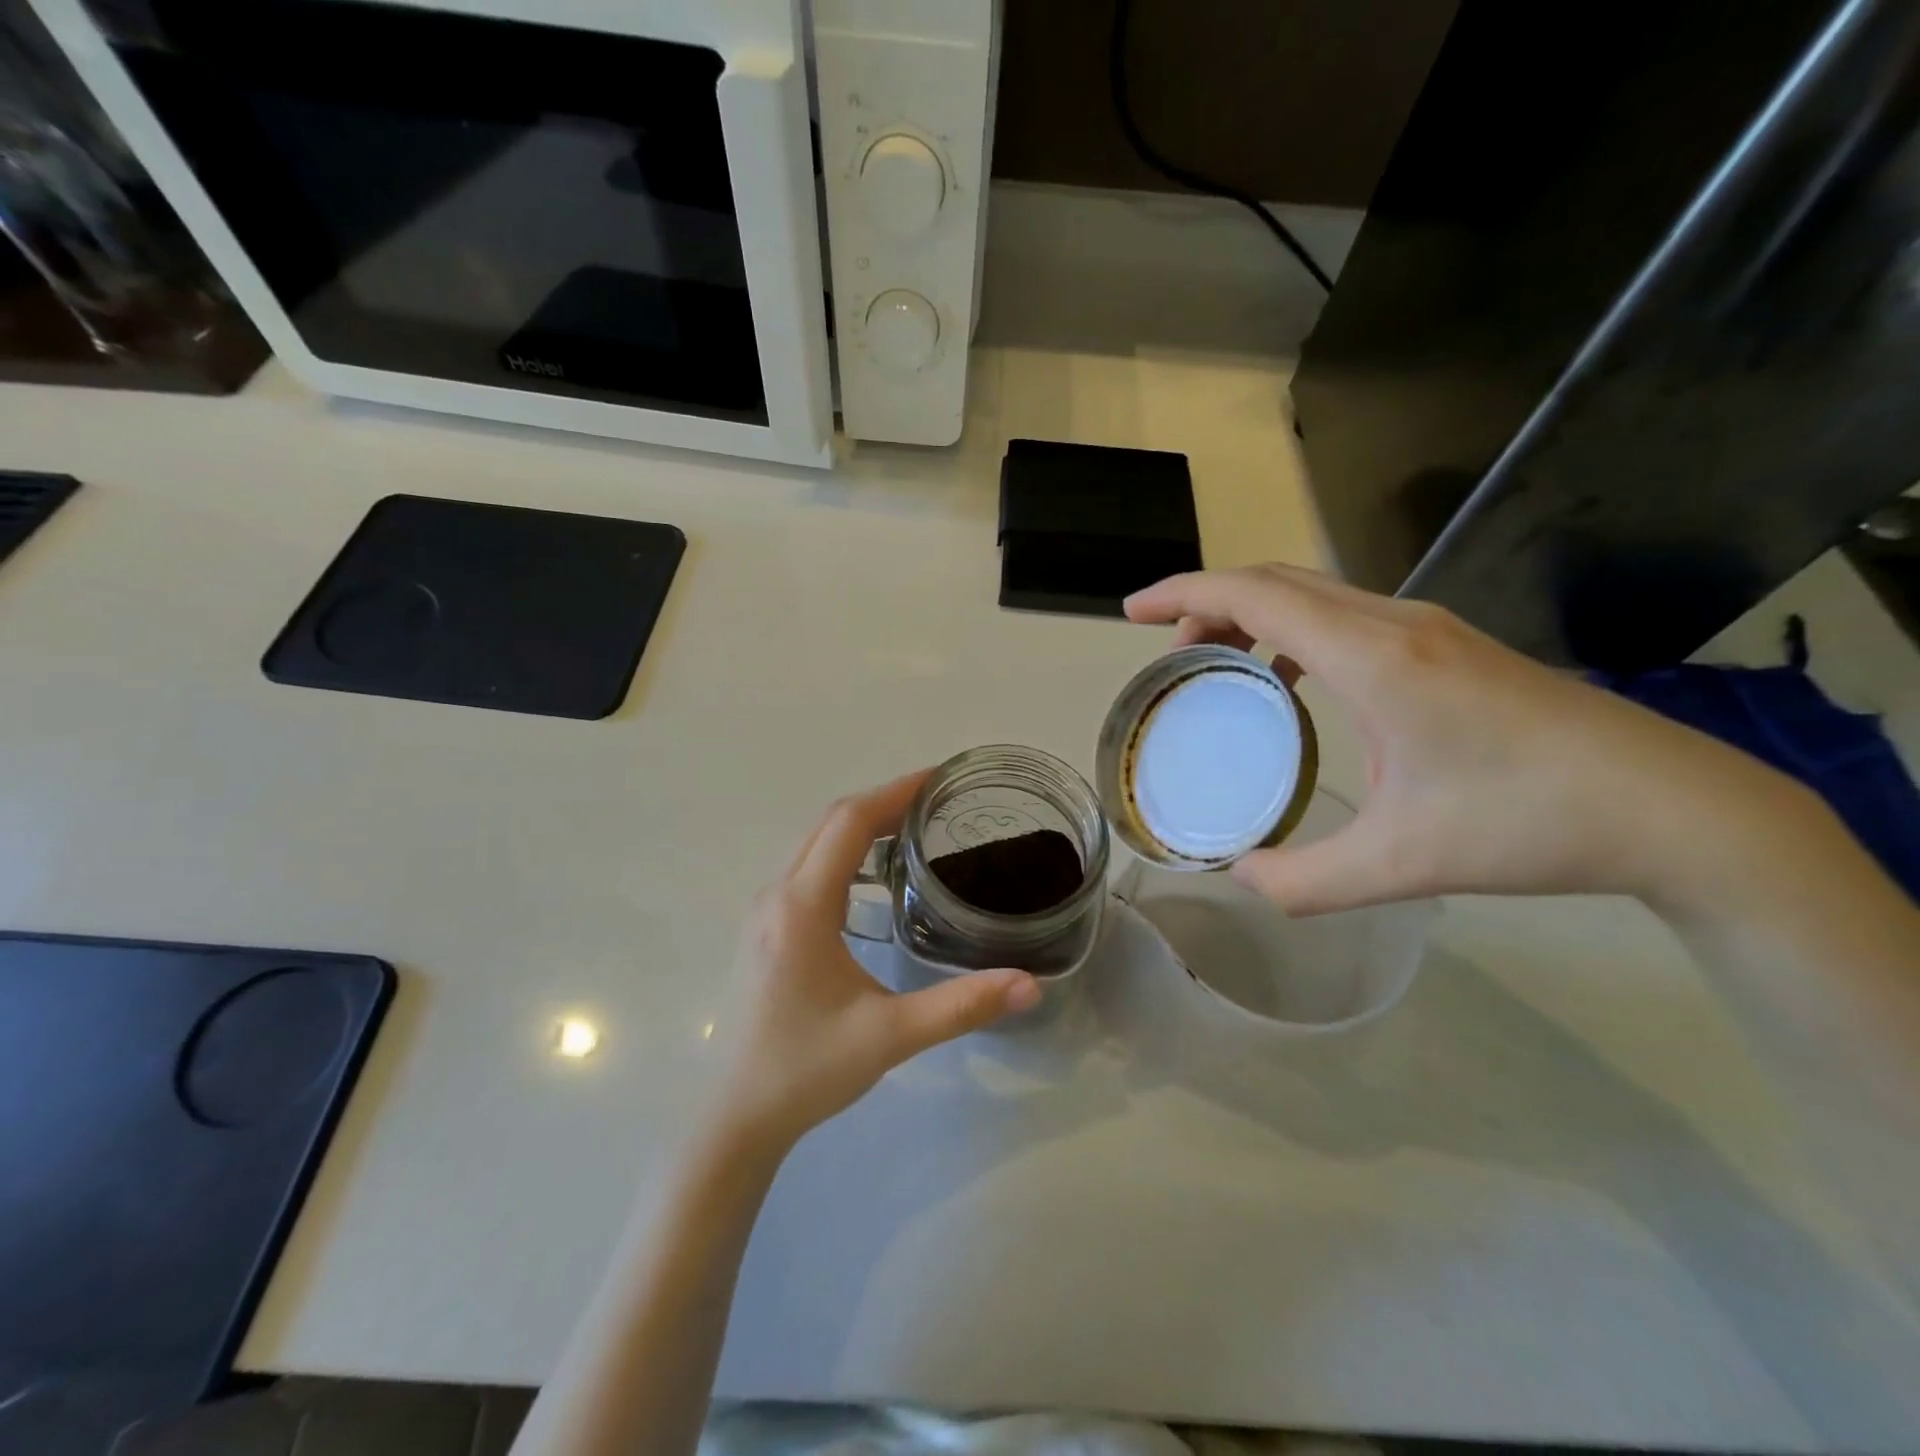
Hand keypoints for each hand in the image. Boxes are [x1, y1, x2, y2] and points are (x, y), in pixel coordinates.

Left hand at [713, 772, 1040, 1153]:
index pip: (848, 823)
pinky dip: (844, 853)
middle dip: (883, 803)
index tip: (938, 778)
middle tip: (937, 802)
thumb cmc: (806, 1070)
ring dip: (861, 827)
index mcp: (803, 907)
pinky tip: (874, 879)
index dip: (894, 792)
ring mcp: (764, 911)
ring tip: (914, 830)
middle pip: (830, 824)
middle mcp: (777, 895)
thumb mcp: (890, 1037)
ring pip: (815, 844)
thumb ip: (961, 1006)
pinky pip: (807, 868)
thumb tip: (1030, 985)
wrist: (736, 1116)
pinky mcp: (765, 929)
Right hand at [1126, 564, 1827, 914]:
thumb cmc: (1528, 825)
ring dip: (1252, 611)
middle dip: (1207, 599)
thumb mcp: (1401, 865)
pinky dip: (1293, 629)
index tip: (1130, 612)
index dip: (1182, 592)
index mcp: (1372, 657)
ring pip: (1313, 592)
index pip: (1255, 594)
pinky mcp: (1448, 644)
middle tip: (1166, 646)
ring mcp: (1428, 627)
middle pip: (1276, 580)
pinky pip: (1344, 614)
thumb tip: (1241, 877)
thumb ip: (1304, 881)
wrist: (1672, 808)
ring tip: (1216, 658)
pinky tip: (1291, 679)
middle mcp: (1395, 623)